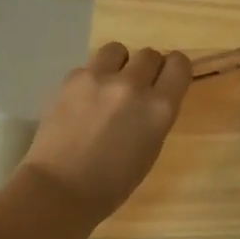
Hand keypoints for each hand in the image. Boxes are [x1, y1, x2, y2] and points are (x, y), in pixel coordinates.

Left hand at [20, 42, 190, 220]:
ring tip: (109, 86)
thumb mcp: (150, 149)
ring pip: (118, 50)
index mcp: (159, 108)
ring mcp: (98, 78)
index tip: (168, 79)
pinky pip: (89, 66)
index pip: (179, 64)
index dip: (175, 69)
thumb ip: (155, 116)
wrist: (60, 188)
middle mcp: (133, 85)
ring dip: (119, 64)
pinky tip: (83, 101)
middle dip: (147, 69)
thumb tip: (151, 97)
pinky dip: (91, 79)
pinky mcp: (71, 79)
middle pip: (149, 54)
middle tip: (137, 89)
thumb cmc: (113, 183)